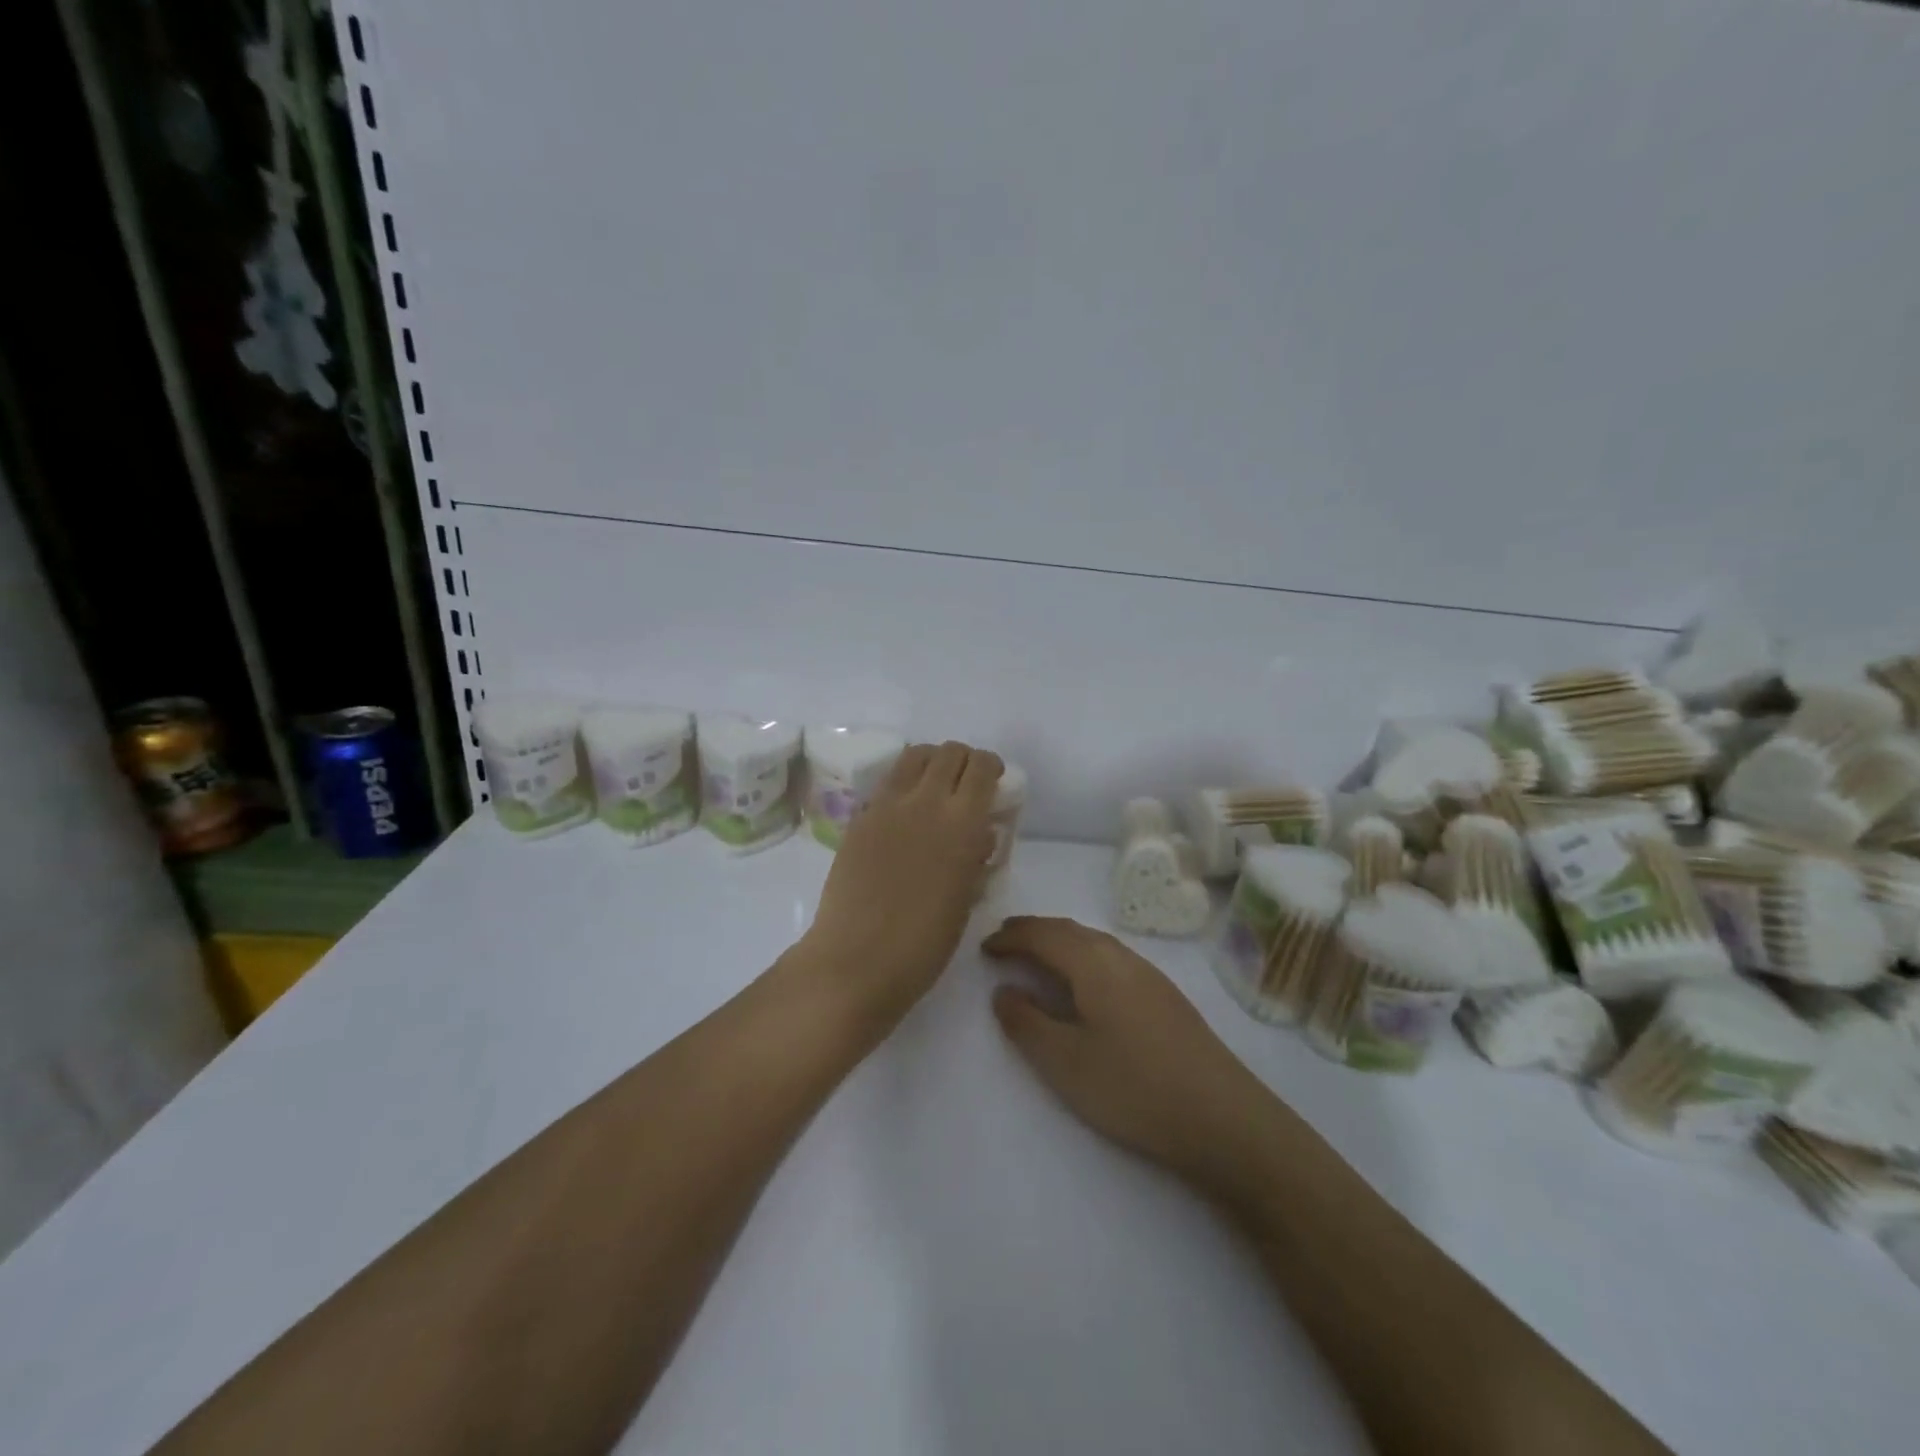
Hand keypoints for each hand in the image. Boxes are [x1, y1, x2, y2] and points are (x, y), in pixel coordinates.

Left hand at [796, 742, 1001, 1025]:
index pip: (981, 767)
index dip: (991, 767)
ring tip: (934, 788)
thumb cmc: (923, 943)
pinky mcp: (859, 818)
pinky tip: (903, 813)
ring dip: (932, 762)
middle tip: (966, 786)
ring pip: (914, 756)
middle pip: (949, 752)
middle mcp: (926, 801)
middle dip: (964, 761)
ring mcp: (887, 806)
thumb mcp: (966, 899)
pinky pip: (887, 783)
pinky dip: (903, 783)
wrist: (856, 960)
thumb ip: (975, 858)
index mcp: (962, 823)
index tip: (994, 783)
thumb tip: (980, 835)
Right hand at [982, 917, 1279, 1195]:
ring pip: (1094, 942)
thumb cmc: (1133, 1088)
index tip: (984, 948)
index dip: (1010, 938)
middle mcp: (1121, 956)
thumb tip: (1003, 991)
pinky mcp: (1166, 996)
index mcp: (1093, 964)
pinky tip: (1086, 983)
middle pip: (1069, 930)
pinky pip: (1111, 958)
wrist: (1223, 1118)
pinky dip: (1084, 957)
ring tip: (1038, 957)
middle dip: (1033, 931)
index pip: (1042, 935)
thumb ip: (1027, 1022)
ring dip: (1060, 942)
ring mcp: (1149, 974)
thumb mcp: (1065, 1062)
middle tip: (1004, 942)